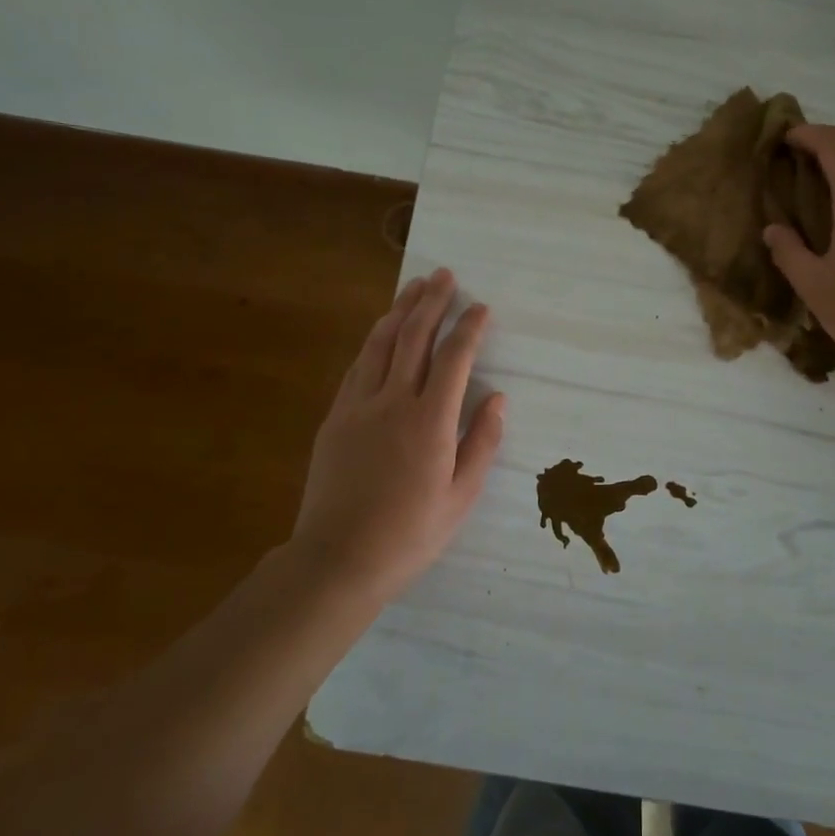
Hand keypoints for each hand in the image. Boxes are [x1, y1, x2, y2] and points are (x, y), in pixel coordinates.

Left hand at [289, 269, 505, 603]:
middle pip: (414, 338)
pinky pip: (357, 367)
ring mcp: (359, 407)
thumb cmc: (409, 534)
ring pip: (380, 345)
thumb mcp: (461, 496)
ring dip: (399, 311)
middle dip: (432, 303)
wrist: (337, 560)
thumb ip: (482, 442)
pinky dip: (373, 342)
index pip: (454, 359)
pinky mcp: (335, 418)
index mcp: (430, 421)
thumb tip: (499, 398)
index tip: (481, 307)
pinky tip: (381, 331)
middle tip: (444, 275)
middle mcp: (393, 402)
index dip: (469, 328)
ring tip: (414, 287)